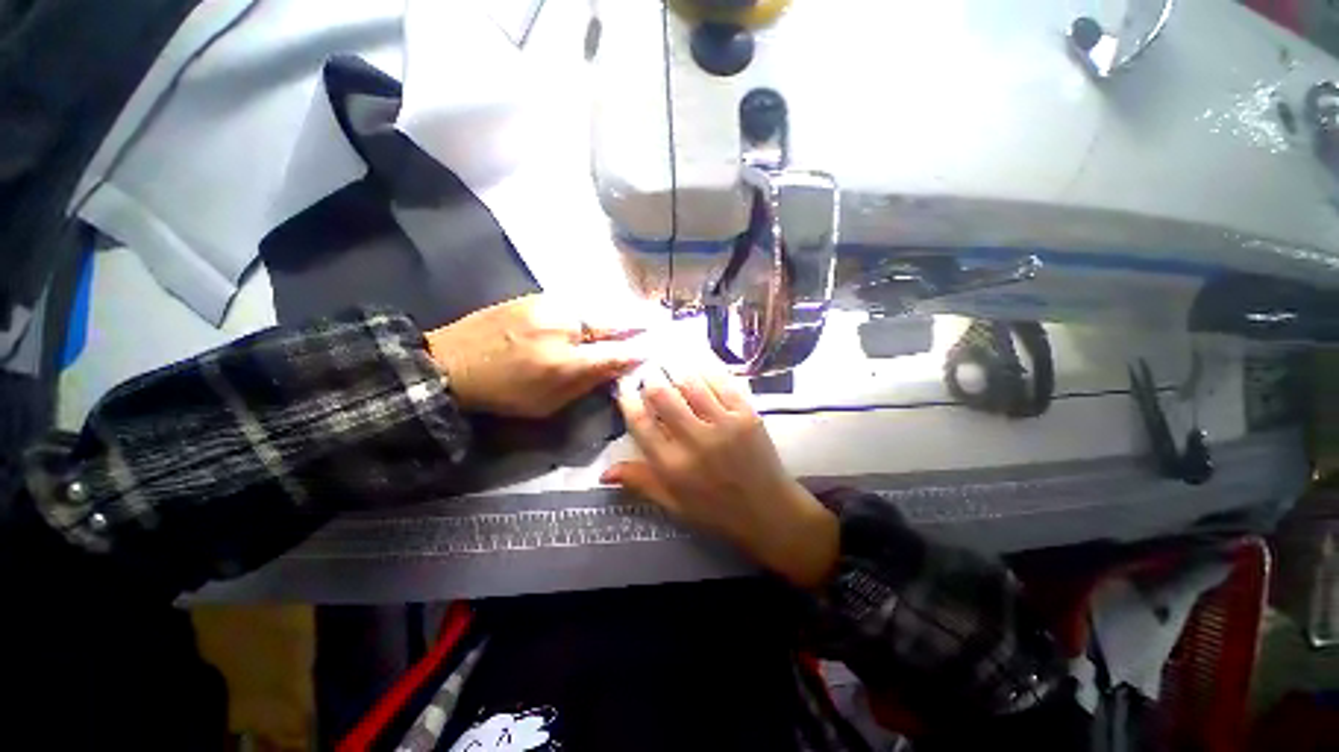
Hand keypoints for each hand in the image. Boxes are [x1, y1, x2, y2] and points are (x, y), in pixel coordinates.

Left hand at [425, 295, 644, 417]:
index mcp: (564, 361)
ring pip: (598, 305)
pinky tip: (608, 307)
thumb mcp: (548, 402)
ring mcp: (549, 306)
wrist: (451, 361)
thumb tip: (620, 366)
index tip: (659, 348)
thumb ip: (588, 382)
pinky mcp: (538, 296)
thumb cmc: (504, 392)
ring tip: (642, 311)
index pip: (616, 353)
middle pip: (612, 320)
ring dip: (622, 309)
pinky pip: (579, 299)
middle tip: (660, 319)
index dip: (639, 351)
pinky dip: (599, 304)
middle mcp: (562, 327)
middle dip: (639, 321)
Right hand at [601, 365, 838, 587]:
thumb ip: (640, 482)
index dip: (628, 401)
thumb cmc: (716, 510)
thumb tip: (603, 471)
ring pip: (692, 383)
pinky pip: (723, 382)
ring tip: (669, 359)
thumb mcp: (673, 503)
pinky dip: (707, 368)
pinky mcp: (747, 414)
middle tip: (648, 369)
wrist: (768, 511)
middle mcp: (696, 442)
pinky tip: (697, 359)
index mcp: (673, 467)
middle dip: (651, 378)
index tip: (625, 388)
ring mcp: (724, 425)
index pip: (641, 424)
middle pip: (663, 396)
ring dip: (676, 368)